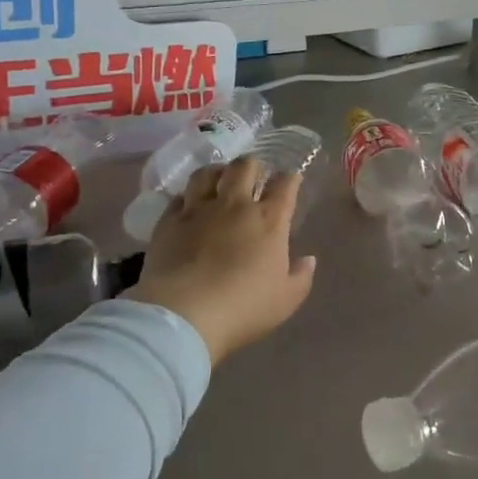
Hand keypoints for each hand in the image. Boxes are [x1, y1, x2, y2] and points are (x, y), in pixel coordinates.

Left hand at [127, 158, 316, 364]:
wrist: (184, 313)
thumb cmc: (244, 307)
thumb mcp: (286, 300)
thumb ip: (301, 276)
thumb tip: (309, 260)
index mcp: (269, 220)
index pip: (285, 184)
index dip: (290, 178)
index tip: (291, 181)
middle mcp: (235, 205)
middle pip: (245, 166)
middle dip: (252, 165)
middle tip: (253, 175)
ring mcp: (198, 210)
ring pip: (207, 173)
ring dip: (216, 172)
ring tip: (218, 179)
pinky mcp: (169, 222)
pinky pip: (177, 198)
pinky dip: (186, 198)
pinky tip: (187, 206)